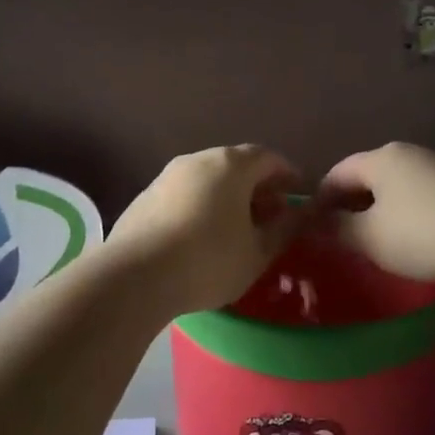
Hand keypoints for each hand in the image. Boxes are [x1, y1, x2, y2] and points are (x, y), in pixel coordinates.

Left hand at [108, 146, 308, 314]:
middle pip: (235, 164)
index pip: (268, 157)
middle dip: (257, 186)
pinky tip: (202, 235)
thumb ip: (284, 229)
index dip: (287, 174)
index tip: (297, 193)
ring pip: (207, 178)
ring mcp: (166, 176)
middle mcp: (197, 160)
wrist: (135, 276)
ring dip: (228, 196)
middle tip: (271, 213)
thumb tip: (299, 214)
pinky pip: (184, 194)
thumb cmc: (209, 261)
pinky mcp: (144, 197)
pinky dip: (201, 205)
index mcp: (231, 165)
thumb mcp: (258, 252)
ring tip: (238, 227)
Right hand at [318, 144, 434, 285]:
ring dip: (376, 209)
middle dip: (348, 204)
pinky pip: (417, 195)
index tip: (311, 226)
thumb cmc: (420, 234)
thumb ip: (336, 228)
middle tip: (337, 235)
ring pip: (393, 186)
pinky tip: (405, 237)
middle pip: (366, 176)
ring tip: (370, 239)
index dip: (320, 199)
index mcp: (381, 158)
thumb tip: (314, 224)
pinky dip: (402, 212)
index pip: (337, 173)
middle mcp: (408, 153)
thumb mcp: (368, 237)